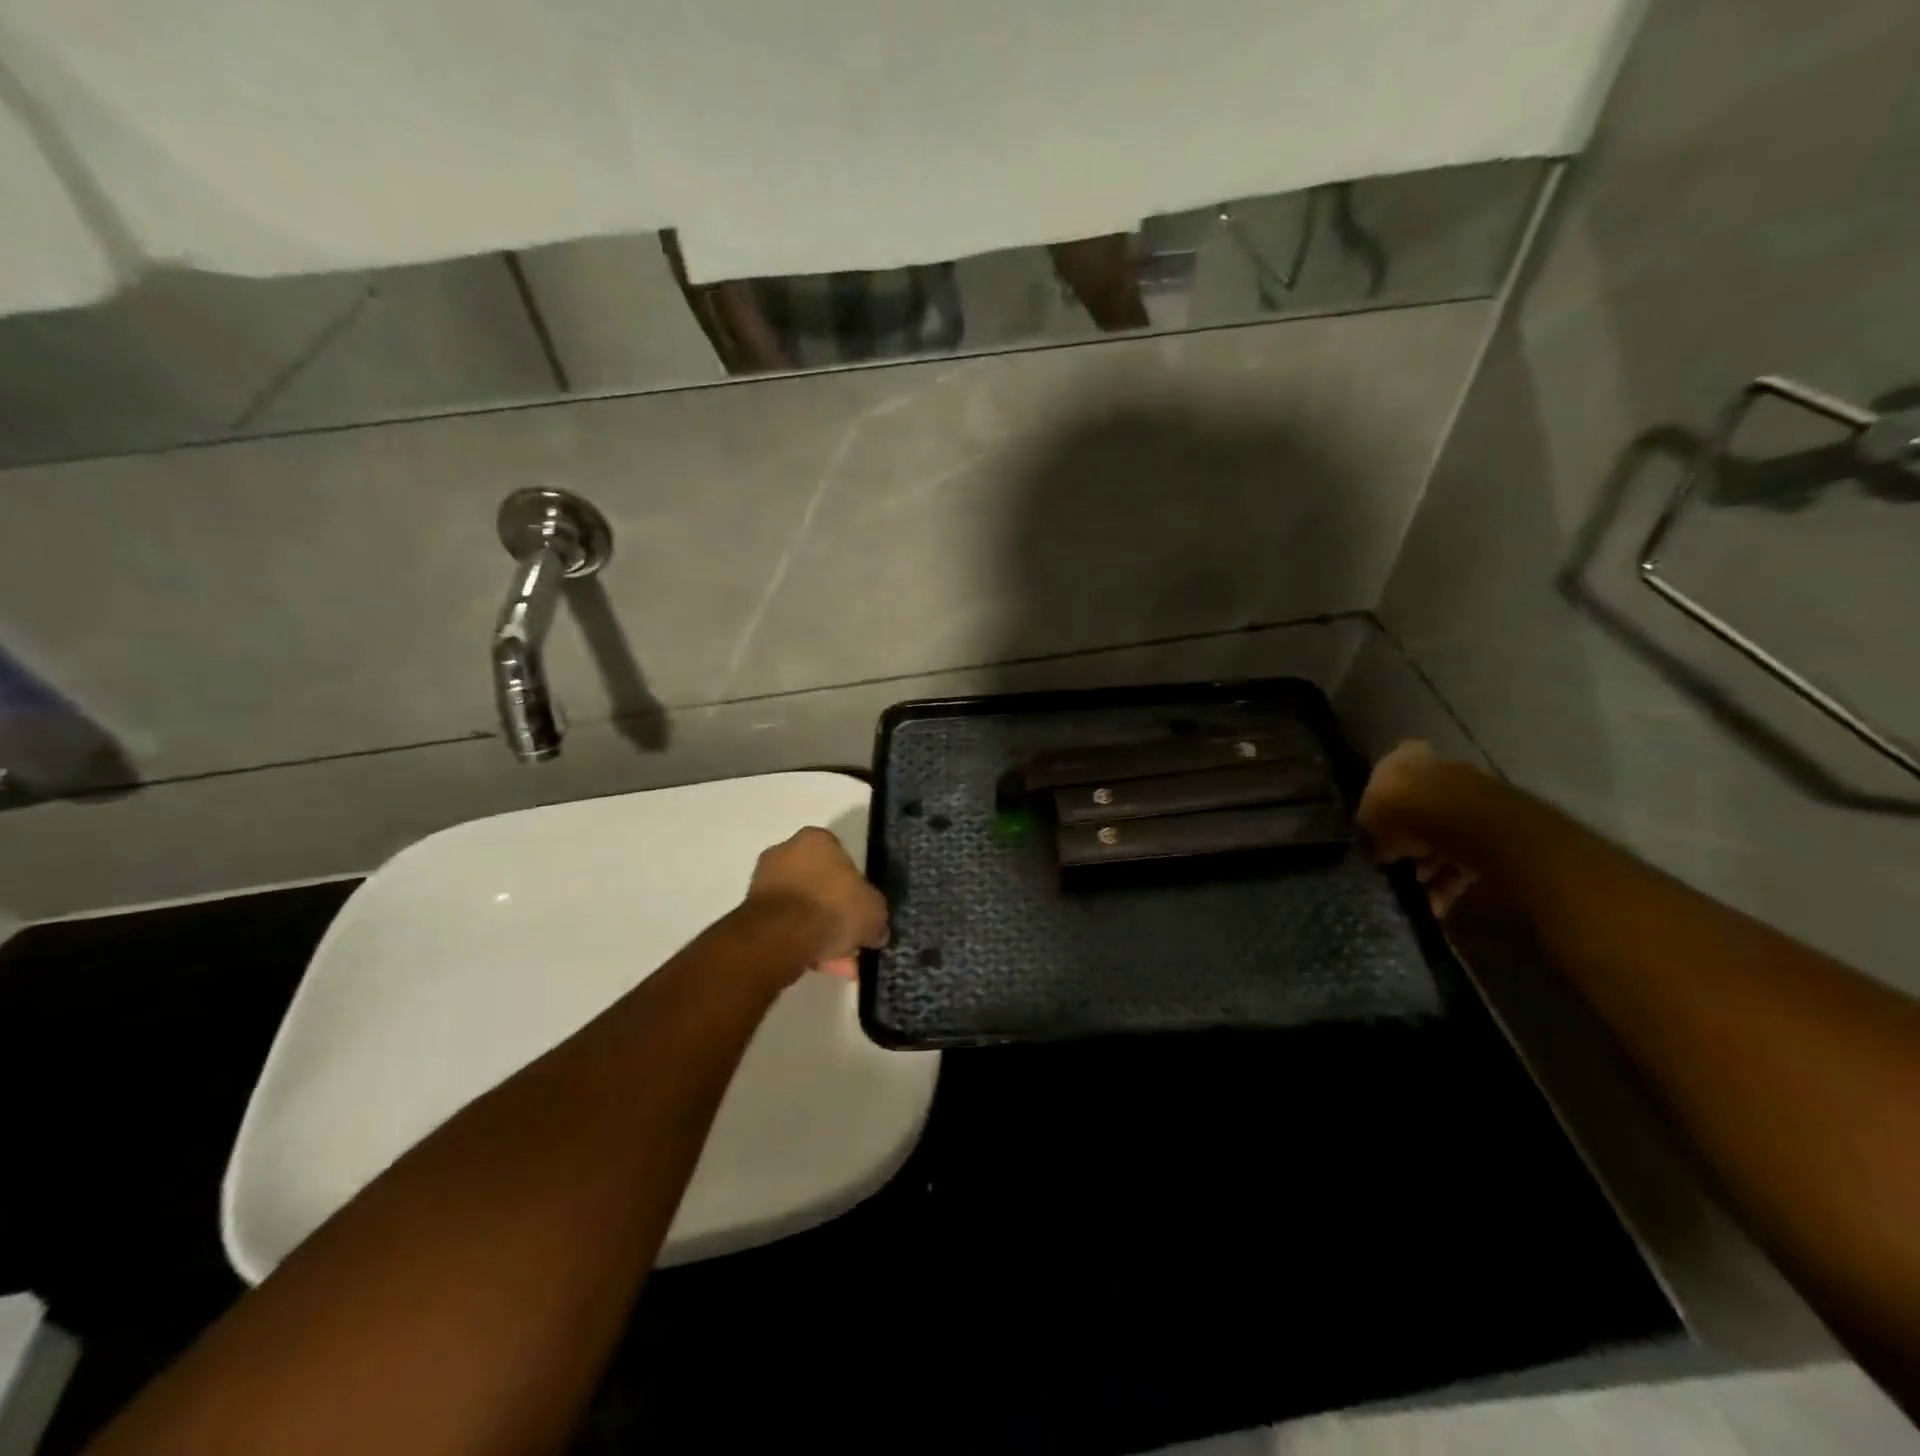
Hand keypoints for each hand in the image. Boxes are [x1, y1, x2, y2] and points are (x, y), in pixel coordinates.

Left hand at [746, 827, 888, 978]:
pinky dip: (800, 942)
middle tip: (851, 938)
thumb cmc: (832, 907)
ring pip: (802, 908)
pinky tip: (818, 964)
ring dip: (819, 931)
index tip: (861, 909)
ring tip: (837, 961)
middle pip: (819, 884)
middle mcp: (785, 852)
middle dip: (835, 912)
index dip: (855, 886)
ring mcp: (764, 882)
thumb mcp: (874, 911)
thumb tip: (875, 931)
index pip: (841, 858)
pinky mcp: (751, 912)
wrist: (780, 936)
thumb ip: (876, 916)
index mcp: (816, 839)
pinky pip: (785, 926)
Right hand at [1357, 741, 1478, 918]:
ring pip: (1444, 835)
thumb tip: (1378, 849)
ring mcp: (1472, 796)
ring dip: (1431, 865)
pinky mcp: (1497, 827)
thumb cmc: (1404, 812)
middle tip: (1398, 868)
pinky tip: (1439, 904)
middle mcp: (1440, 770)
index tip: (1375, 832)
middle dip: (1410, 842)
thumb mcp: (1369, 824)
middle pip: (1419, 810)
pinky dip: (1453, 879)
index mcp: (1404, 759)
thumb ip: (1372, 833)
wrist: (1469, 824)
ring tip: (1419, 893)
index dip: (1380, 806)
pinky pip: (1468, 855)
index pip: (1387, 777)